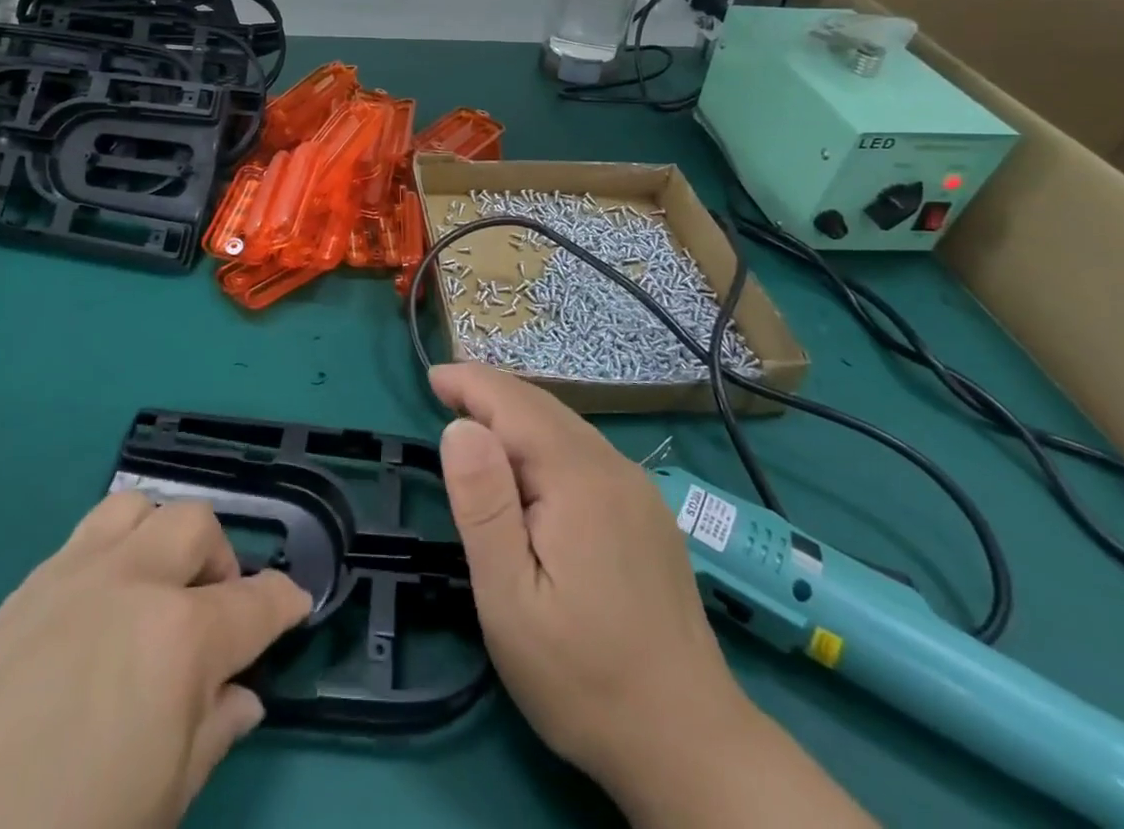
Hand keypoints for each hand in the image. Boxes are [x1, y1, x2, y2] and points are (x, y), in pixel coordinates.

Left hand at [0, 494, 311, 828]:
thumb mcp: (159, 806)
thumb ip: (212, 735)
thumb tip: (242, 697)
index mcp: (180, 638)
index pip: (256, 602)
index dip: (285, 601)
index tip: (295, 604)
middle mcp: (134, 582)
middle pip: (198, 526)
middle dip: (221, 562)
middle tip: (212, 614)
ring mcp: (76, 571)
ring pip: (142, 507)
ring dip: (164, 538)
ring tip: (155, 590)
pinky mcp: (28, 582)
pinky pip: (89, 532)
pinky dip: (116, 547)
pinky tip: (99, 605)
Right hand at [431, 363, 872, 828]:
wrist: (691, 746)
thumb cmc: (583, 676)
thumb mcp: (510, 599)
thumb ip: (483, 505)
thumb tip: (461, 426)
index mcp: (579, 479)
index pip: (515, 405)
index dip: (471, 383)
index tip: (431, 377)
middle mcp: (614, 469)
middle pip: (544, 408)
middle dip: (491, 393)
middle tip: (446, 392)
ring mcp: (639, 492)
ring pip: (567, 428)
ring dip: (518, 416)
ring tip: (477, 422)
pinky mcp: (648, 516)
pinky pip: (586, 454)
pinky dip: (546, 441)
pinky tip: (531, 467)